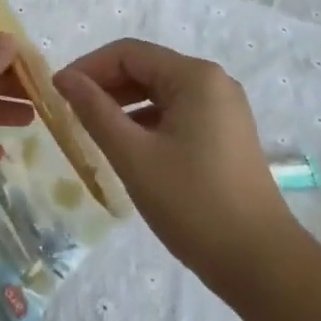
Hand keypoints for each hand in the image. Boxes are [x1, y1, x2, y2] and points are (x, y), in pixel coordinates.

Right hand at [53, 38, 294, 286]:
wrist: (262, 266)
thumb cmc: (194, 204)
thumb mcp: (134, 155)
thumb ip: (95, 110)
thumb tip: (64, 78)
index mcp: (195, 77)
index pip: (128, 53)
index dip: (89, 67)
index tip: (58, 90)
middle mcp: (213, 82)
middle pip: (146, 68)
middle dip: (105, 85)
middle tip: (70, 110)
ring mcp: (224, 109)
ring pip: (160, 92)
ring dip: (124, 104)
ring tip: (92, 128)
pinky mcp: (226, 134)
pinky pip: (176, 112)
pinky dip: (147, 121)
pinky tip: (127, 146)